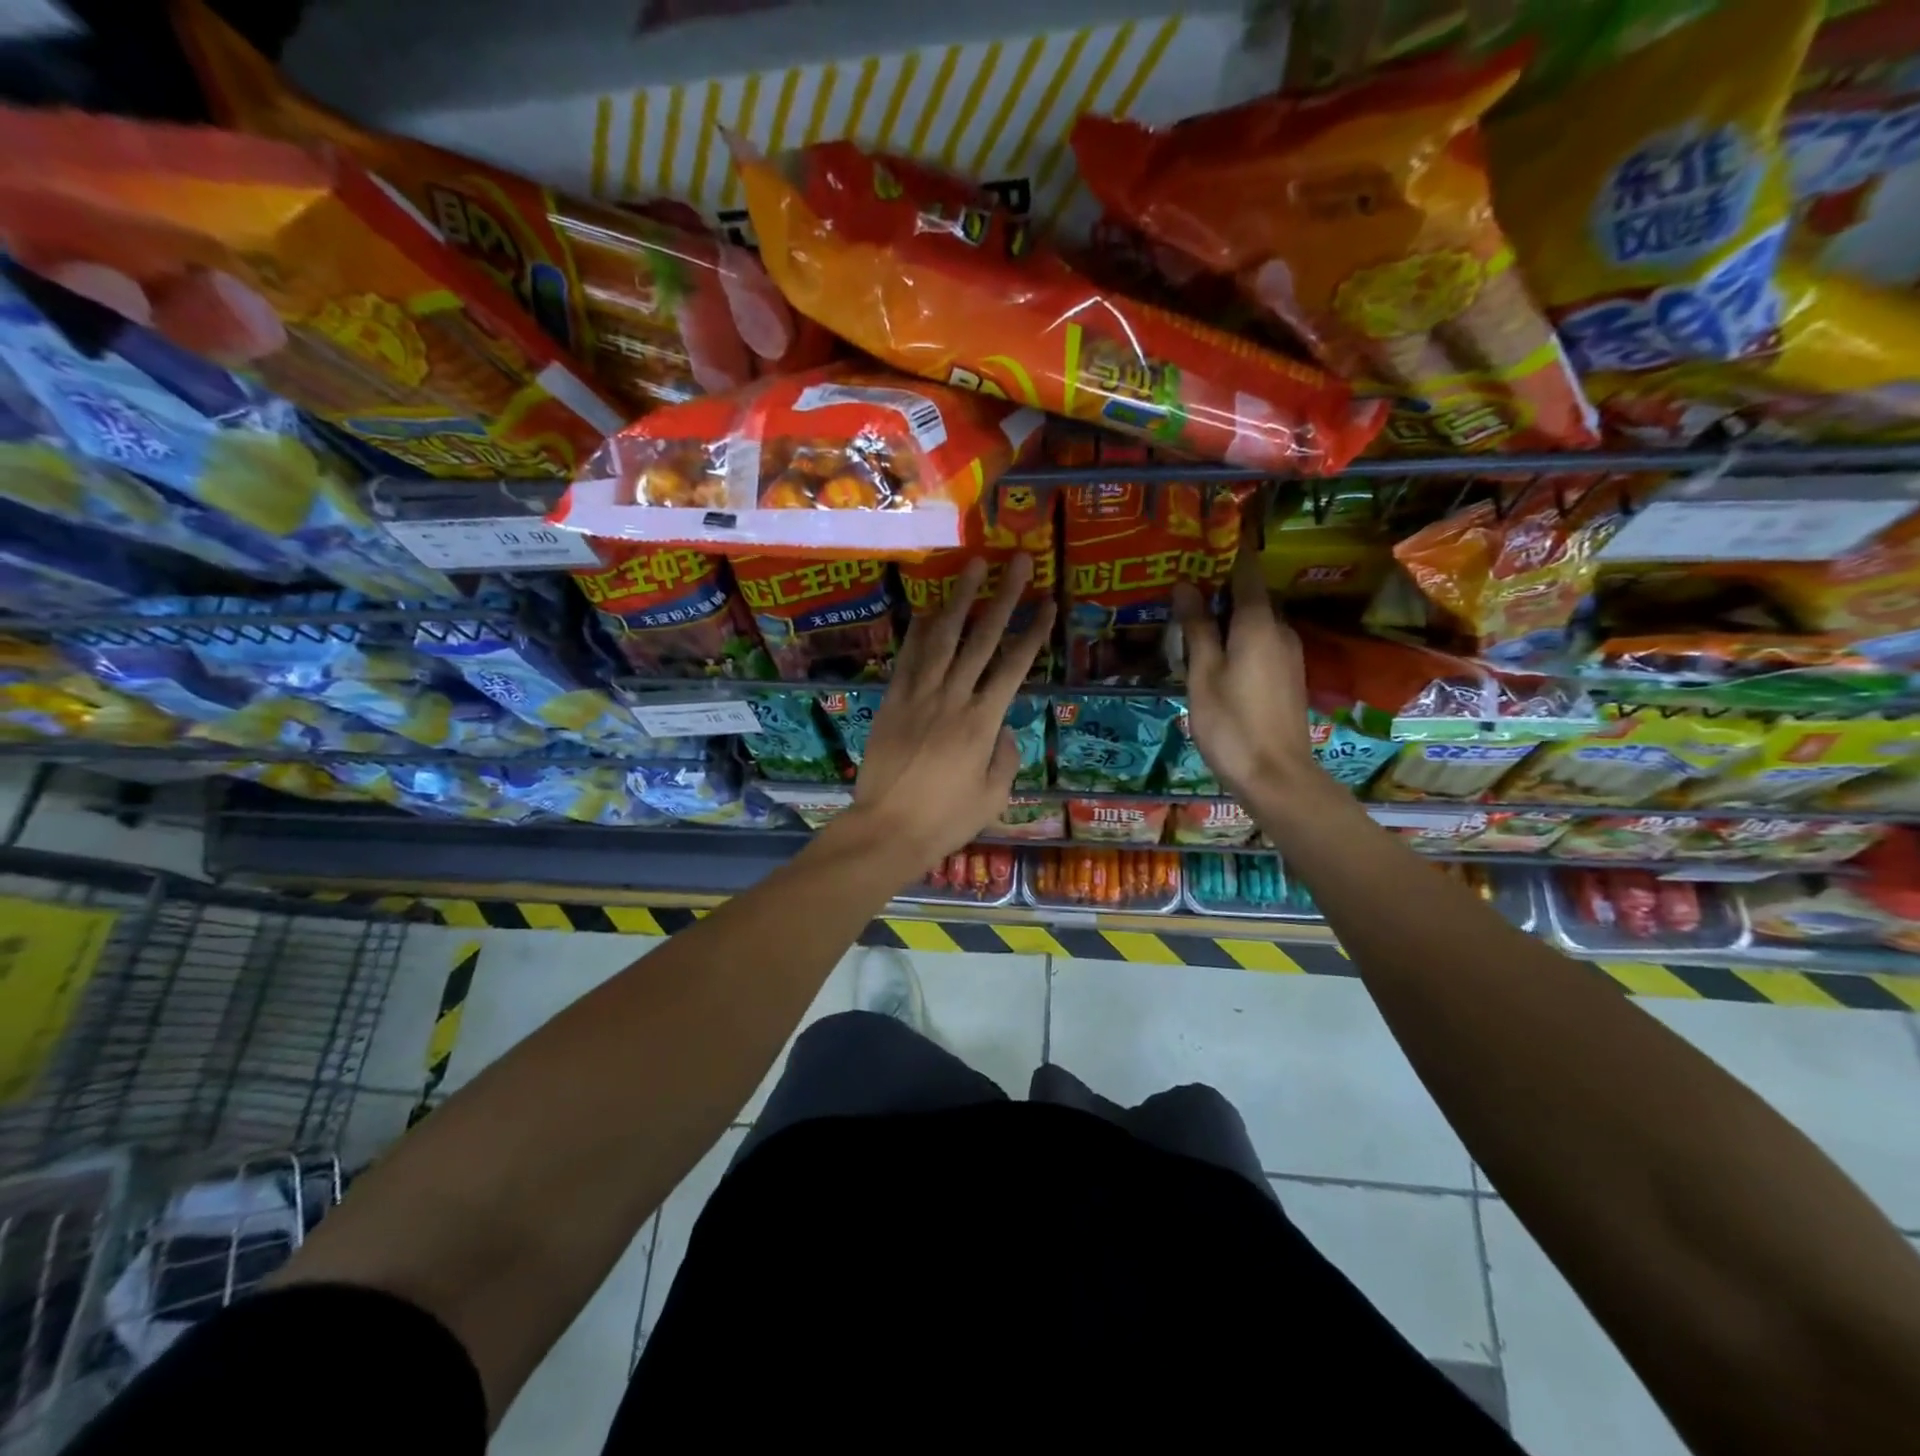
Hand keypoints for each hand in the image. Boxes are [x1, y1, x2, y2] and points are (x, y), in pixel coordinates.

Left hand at [848, 555, 1055, 873]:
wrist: (887, 829)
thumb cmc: (946, 819)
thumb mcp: (993, 795)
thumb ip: (1005, 757)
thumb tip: (1003, 730)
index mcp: (983, 722)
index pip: (1014, 666)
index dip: (1033, 632)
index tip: (1048, 603)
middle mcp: (953, 698)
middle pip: (982, 639)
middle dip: (1004, 598)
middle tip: (1019, 563)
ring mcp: (919, 695)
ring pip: (943, 638)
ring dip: (960, 599)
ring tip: (973, 566)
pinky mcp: (892, 701)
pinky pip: (908, 658)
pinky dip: (920, 631)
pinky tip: (930, 609)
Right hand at [1174, 524, 1316, 801]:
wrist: (1276, 775)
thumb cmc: (1231, 722)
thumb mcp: (1202, 674)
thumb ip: (1196, 628)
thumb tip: (1184, 585)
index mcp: (1257, 624)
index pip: (1246, 572)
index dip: (1230, 551)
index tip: (1210, 535)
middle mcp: (1280, 631)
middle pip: (1251, 597)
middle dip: (1222, 587)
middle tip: (1186, 586)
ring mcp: (1289, 655)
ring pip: (1257, 622)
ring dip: (1230, 616)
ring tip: (1194, 621)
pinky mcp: (1289, 677)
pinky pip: (1263, 643)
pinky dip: (1241, 638)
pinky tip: (1217, 654)